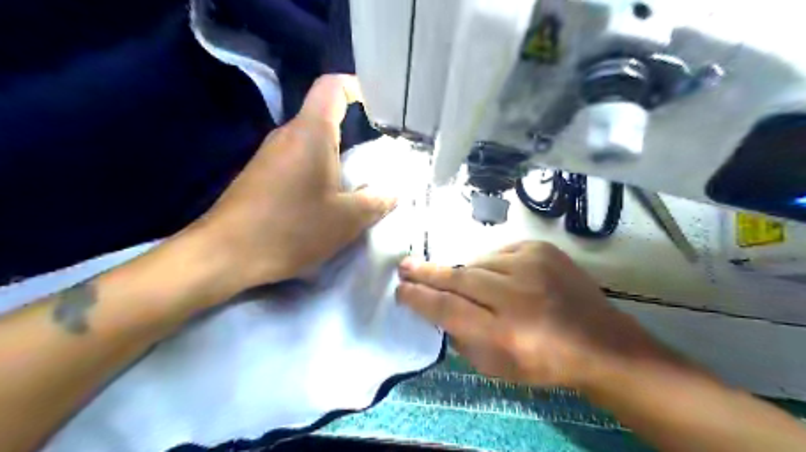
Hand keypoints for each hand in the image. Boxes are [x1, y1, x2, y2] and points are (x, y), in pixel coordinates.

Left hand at [188, 75, 395, 293]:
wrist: (225, 254)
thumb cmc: (290, 229)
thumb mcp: (345, 219)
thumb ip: (375, 202)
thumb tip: (393, 193)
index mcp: (310, 134)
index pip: (333, 87)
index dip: (358, 87)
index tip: (379, 107)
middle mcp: (288, 136)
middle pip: (325, 117)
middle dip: (355, 132)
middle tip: (380, 154)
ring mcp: (271, 156)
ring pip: (312, 143)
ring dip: (337, 157)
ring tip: (359, 182)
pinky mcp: (262, 175)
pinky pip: (298, 162)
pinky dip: (319, 172)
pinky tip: (328, 200)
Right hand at [396, 243, 661, 388]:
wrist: (599, 342)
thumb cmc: (545, 363)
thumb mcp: (497, 366)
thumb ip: (462, 338)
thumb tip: (437, 309)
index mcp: (506, 333)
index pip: (448, 308)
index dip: (420, 298)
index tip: (401, 290)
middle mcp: (517, 294)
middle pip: (459, 278)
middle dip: (427, 273)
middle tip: (405, 267)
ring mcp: (532, 265)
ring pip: (477, 262)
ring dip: (465, 273)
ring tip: (465, 284)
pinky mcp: (541, 249)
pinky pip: (499, 253)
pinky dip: (490, 265)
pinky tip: (497, 278)